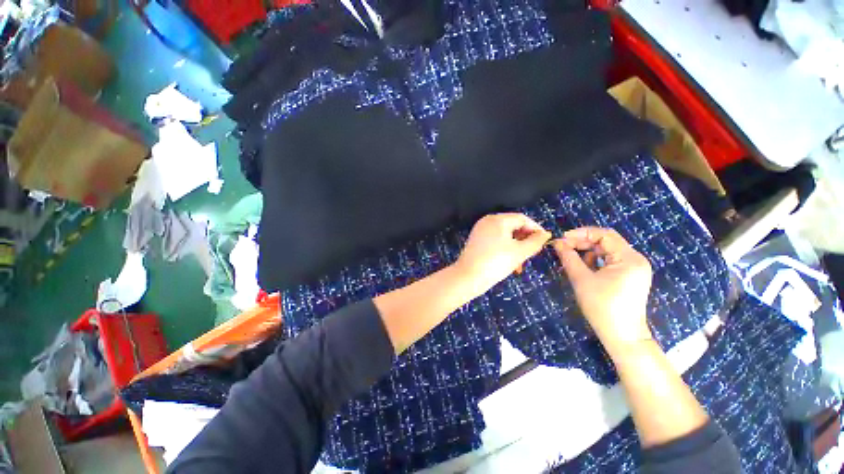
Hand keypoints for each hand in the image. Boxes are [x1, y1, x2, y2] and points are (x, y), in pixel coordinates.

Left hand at [454, 213, 551, 295]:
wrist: (468, 277)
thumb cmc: (495, 262)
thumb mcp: (519, 252)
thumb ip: (535, 241)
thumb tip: (545, 234)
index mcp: (498, 219)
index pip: (522, 219)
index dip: (535, 229)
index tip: (544, 242)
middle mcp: (488, 221)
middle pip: (513, 226)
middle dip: (525, 240)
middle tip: (533, 254)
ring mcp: (480, 230)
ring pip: (505, 236)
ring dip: (516, 248)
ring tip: (521, 264)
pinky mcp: (476, 240)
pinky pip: (495, 240)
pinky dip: (505, 249)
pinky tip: (509, 264)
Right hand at [550, 227, 653, 356]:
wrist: (621, 336)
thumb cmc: (602, 307)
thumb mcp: (581, 279)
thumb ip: (569, 257)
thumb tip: (557, 242)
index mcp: (629, 259)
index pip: (605, 235)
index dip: (581, 233)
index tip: (562, 239)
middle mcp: (635, 260)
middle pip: (607, 242)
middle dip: (583, 242)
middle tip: (563, 247)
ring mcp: (634, 268)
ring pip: (607, 251)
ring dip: (588, 251)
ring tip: (570, 257)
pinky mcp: (630, 276)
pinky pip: (610, 260)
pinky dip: (595, 260)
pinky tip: (583, 267)